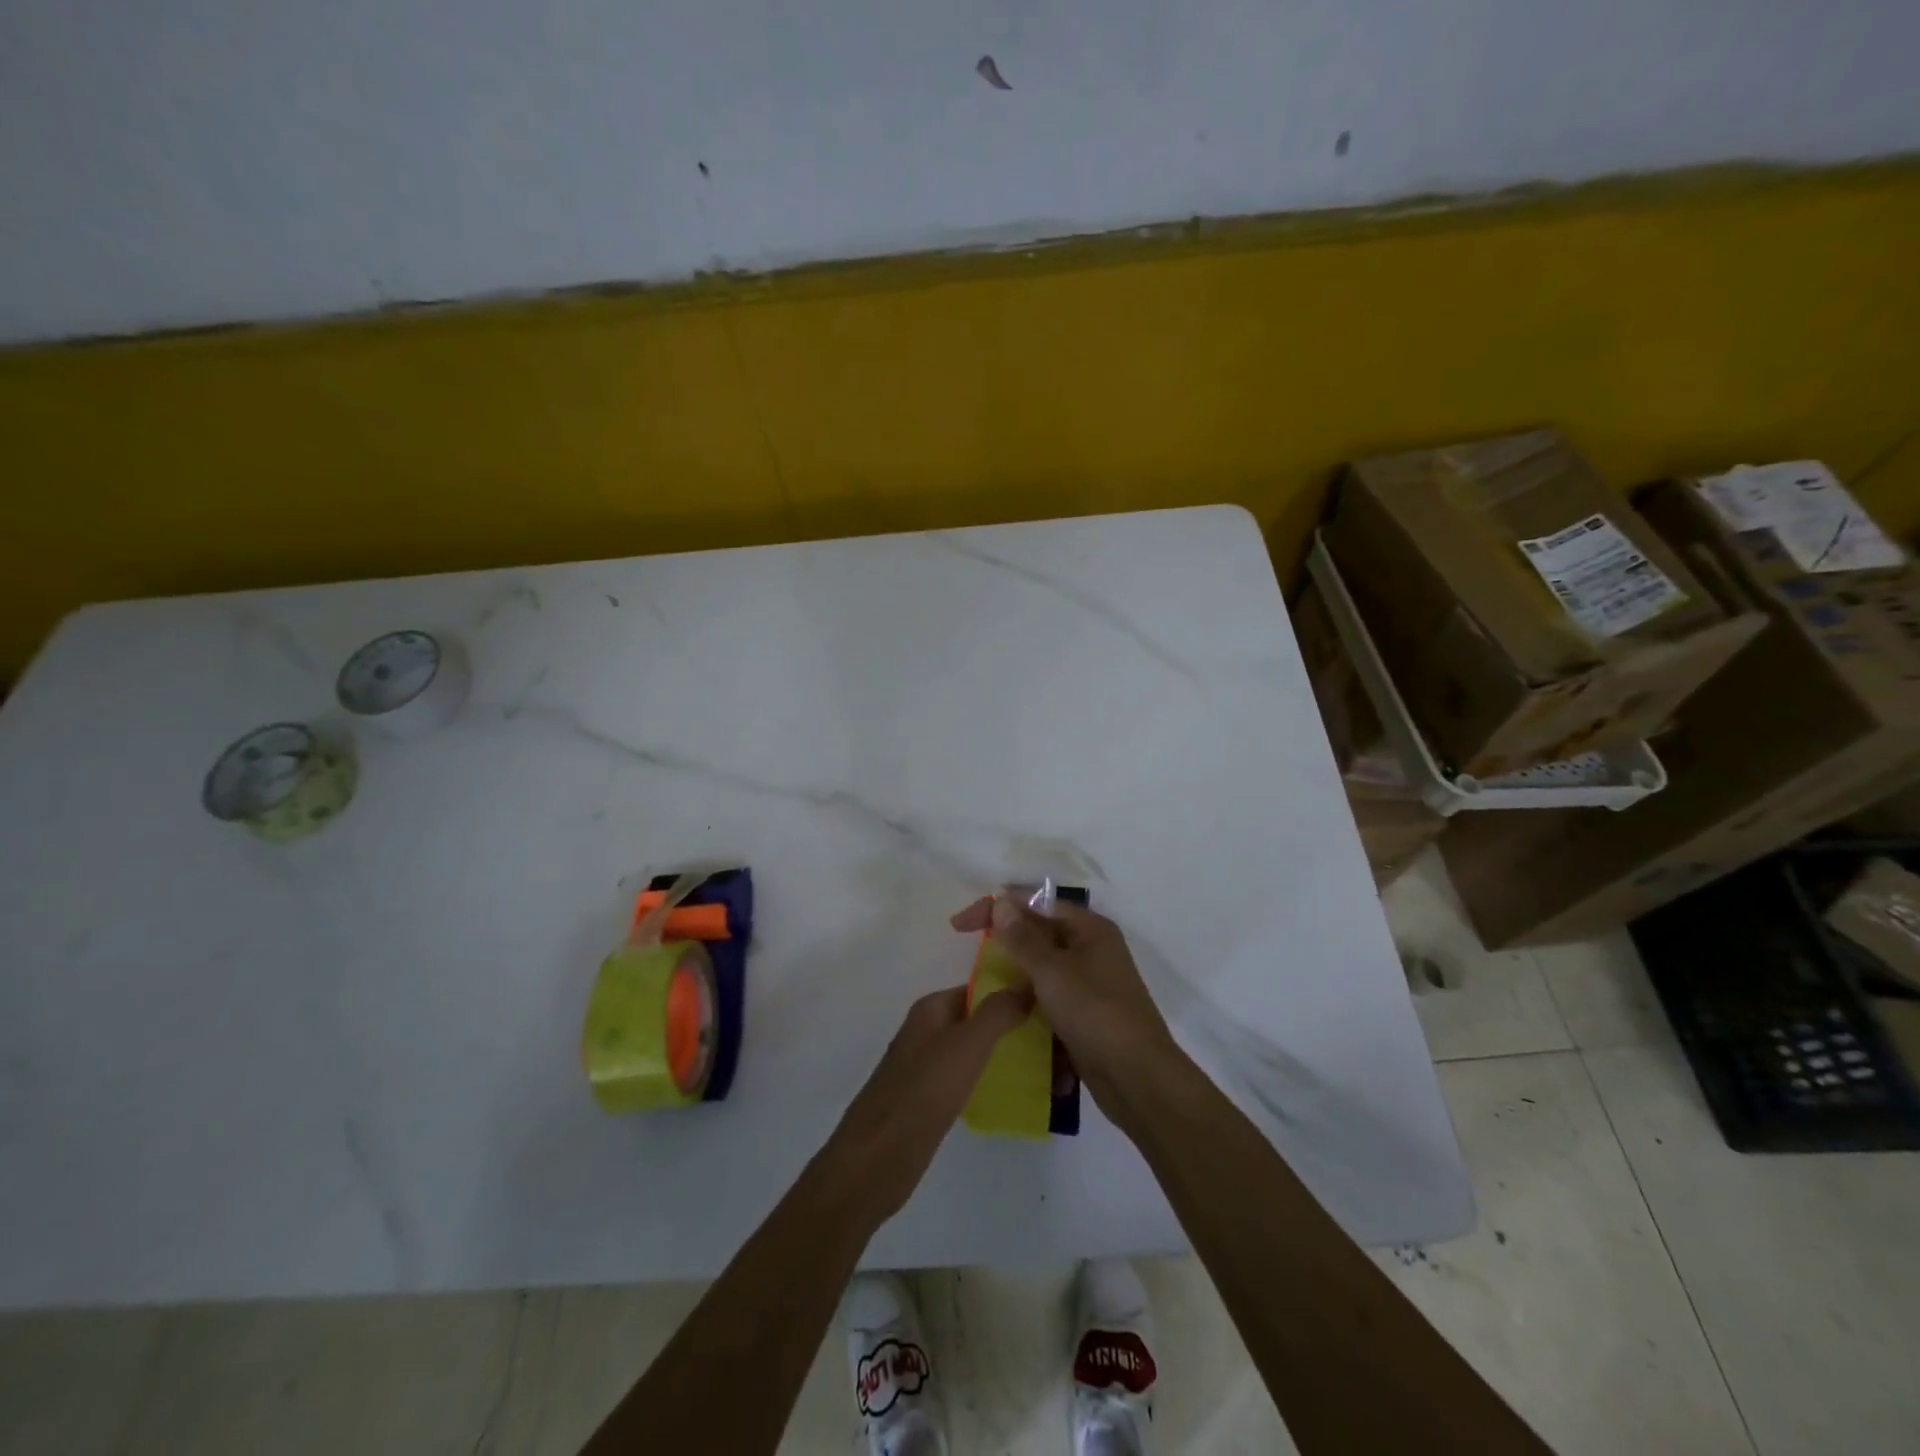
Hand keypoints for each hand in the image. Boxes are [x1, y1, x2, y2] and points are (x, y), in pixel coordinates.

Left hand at [815, 984, 1031, 1228]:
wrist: (877, 1158)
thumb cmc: (923, 1091)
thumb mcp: (967, 1044)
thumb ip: (998, 1012)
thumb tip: (1027, 983)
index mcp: (931, 1009)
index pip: (978, 988)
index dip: (1010, 992)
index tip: (1049, 1003)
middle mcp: (926, 1032)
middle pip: (977, 1019)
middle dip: (1012, 1026)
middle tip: (1055, 1040)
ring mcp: (925, 1067)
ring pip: (973, 1051)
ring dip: (1003, 1055)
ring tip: (1046, 1068)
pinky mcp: (928, 1101)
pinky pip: (966, 1080)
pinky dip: (988, 1081)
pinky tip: (1014, 1095)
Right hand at [950, 896, 1178, 1112]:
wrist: (1137, 1077)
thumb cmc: (1095, 1013)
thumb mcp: (1053, 972)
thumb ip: (1023, 938)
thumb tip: (1000, 903)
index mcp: (1090, 929)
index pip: (1037, 903)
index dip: (998, 906)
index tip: (961, 923)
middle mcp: (1092, 948)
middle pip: (1041, 930)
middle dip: (1006, 935)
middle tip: (968, 944)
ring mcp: (1090, 982)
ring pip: (1044, 964)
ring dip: (1015, 967)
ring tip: (981, 976)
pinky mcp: (1085, 1012)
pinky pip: (1050, 992)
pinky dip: (1028, 994)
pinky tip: (1006, 1006)